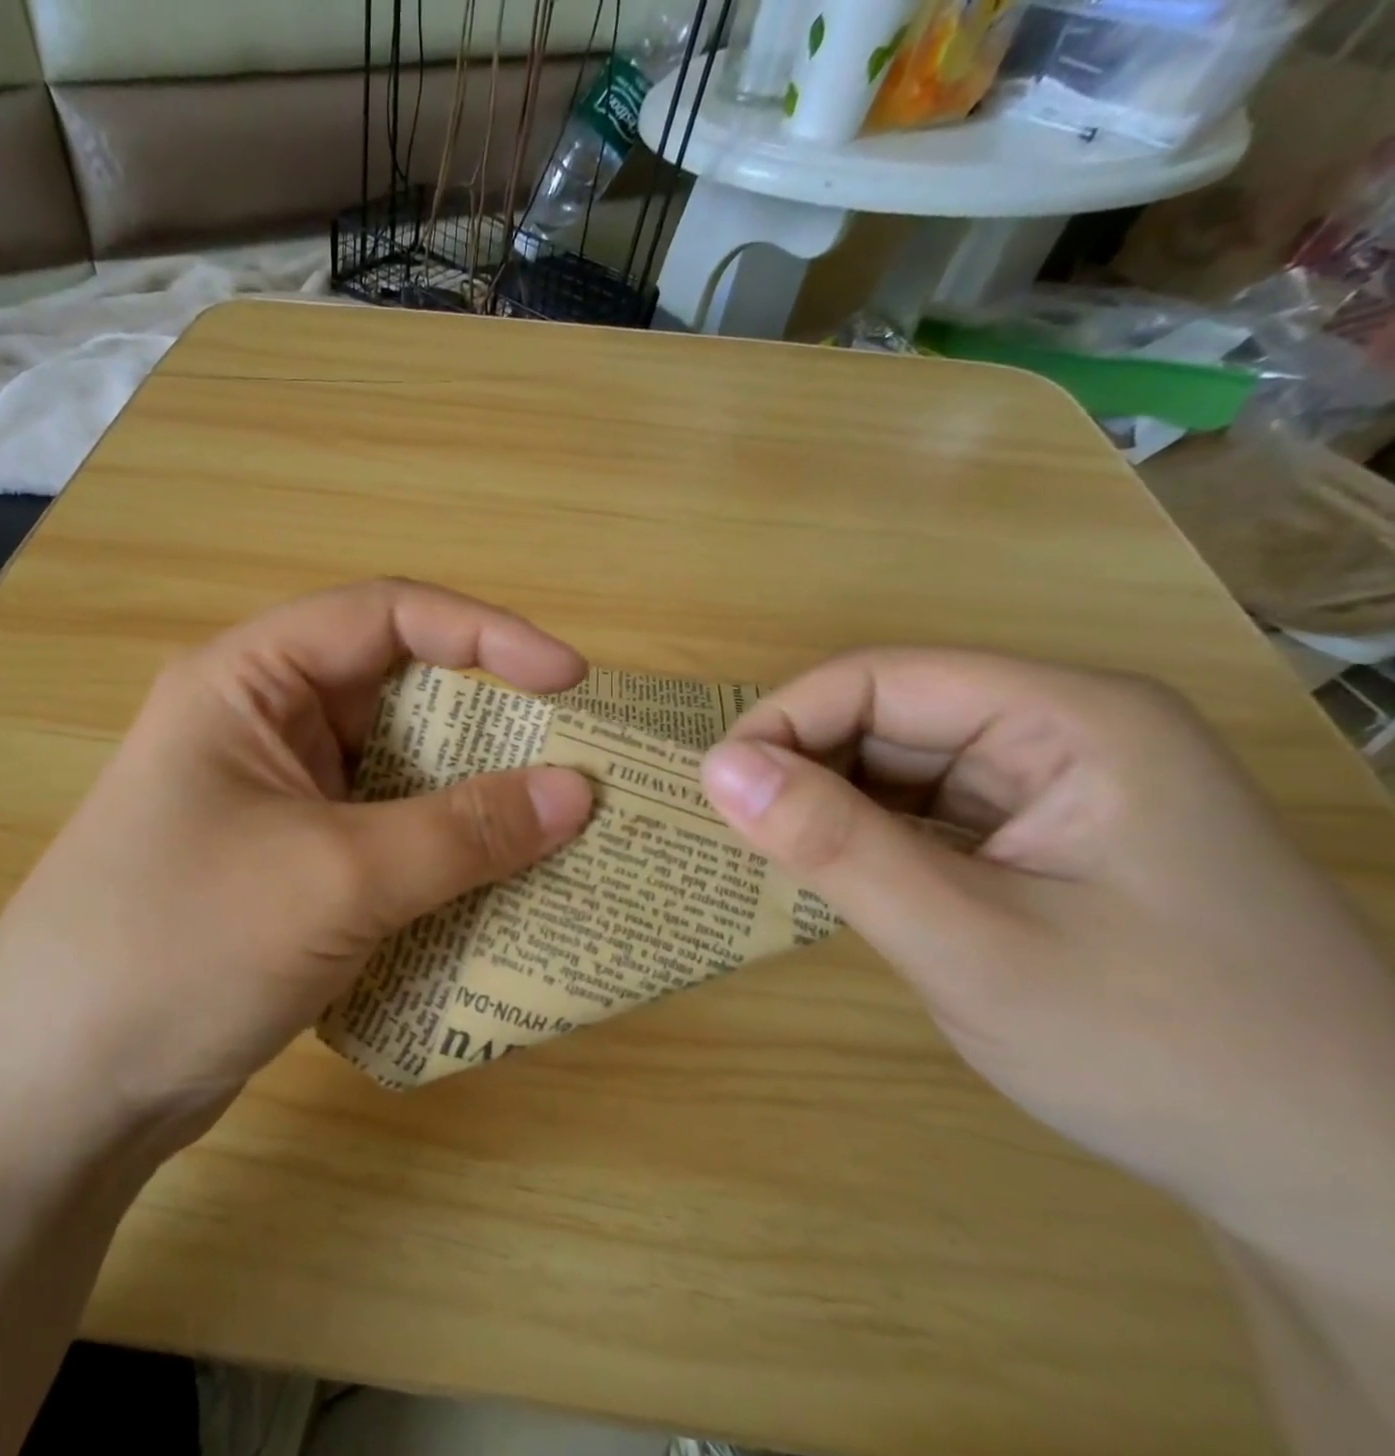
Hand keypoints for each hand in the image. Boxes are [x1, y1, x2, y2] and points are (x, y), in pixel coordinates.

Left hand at [0, 580, 592, 1141]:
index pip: (386, 617)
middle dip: (489, 722)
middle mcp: (261, 724)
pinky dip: (439, 851)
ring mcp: (274, 799)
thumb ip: (464, 832)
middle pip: (397, 693)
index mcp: (248, 681)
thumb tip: (578, 792)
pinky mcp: (287, 865)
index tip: (568, 680)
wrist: (57, 1095)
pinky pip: (384, 834)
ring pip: (396, 772)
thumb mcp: (336, 879)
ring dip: (470, 796)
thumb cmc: (180, 949)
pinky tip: (495, 882)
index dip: (485, 635)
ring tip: (554, 824)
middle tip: (575, 759)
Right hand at [698, 649, 1394, 1295]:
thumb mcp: (971, 946)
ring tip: (785, 863)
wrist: (1341, 1180)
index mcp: (1069, 719)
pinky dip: (868, 835)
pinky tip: (845, 878)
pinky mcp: (1041, 833)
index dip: (785, 722)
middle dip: (806, 768)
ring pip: (899, 762)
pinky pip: (924, 808)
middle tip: (744, 842)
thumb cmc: (1165, 1053)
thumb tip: (715, 768)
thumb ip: (837, 847)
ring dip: (832, 804)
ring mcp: (1055, 783)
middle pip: (889, 713)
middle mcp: (1063, 729)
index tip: (718, 794)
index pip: (882, 678)